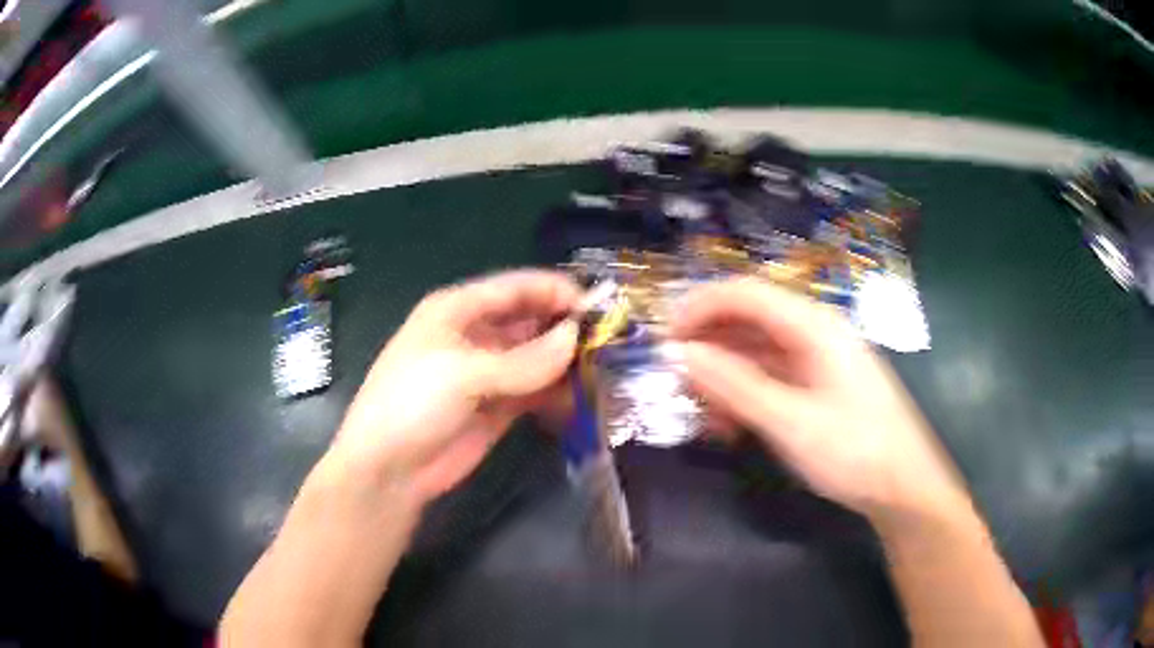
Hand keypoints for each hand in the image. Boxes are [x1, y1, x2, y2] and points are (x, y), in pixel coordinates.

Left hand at [331, 270, 580, 504]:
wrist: (389, 469)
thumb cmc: (412, 404)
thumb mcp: (463, 374)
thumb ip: (524, 360)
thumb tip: (575, 340)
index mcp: (459, 310)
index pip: (516, 287)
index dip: (555, 291)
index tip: (598, 304)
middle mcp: (477, 335)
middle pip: (531, 320)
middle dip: (567, 327)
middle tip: (611, 340)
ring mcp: (490, 373)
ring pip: (538, 357)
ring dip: (567, 361)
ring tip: (605, 369)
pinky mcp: (500, 407)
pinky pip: (537, 390)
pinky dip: (559, 392)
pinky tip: (583, 398)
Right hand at [670, 278, 966, 520]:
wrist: (904, 487)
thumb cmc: (855, 451)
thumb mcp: (790, 422)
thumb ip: (735, 385)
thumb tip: (680, 353)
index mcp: (814, 326)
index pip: (745, 293)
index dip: (699, 308)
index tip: (662, 339)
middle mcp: (814, 333)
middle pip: (748, 321)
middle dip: (709, 348)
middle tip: (677, 384)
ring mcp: (817, 360)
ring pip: (756, 353)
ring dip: (724, 379)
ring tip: (703, 415)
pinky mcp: (817, 386)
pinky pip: (771, 378)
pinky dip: (745, 396)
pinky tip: (731, 426)